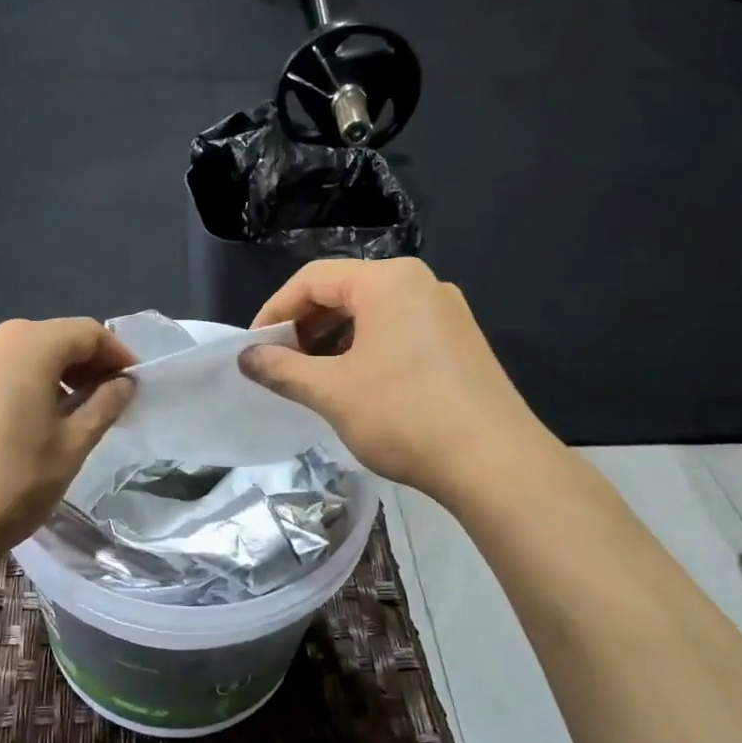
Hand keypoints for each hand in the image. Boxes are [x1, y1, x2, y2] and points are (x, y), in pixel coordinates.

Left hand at [0, 319, 136, 571]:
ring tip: (68, 417)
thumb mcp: (70, 448)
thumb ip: (103, 407)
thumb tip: (124, 384)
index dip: (117, 355)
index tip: (135, 385)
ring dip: (51, 377)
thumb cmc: (7, 485)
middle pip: (50, 339)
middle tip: (107, 403)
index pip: (86, 332)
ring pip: (18, 356)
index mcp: (27, 345)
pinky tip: (23, 425)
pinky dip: (18, 387)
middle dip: (84, 366)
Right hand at [239, 258, 553, 498]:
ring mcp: (446, 312)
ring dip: (333, 340)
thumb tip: (246, 358)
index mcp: (388, 281)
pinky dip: (365, 349)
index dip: (275, 311)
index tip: (254, 347)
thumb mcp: (331, 392)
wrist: (495, 463)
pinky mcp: (460, 342)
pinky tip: (354, 385)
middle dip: (304, 326)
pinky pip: (398, 331)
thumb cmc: (404, 416)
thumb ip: (281, 369)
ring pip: (372, 313)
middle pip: (344, 291)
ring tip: (311, 377)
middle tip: (279, 363)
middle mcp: (421, 284)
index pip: (313, 279)